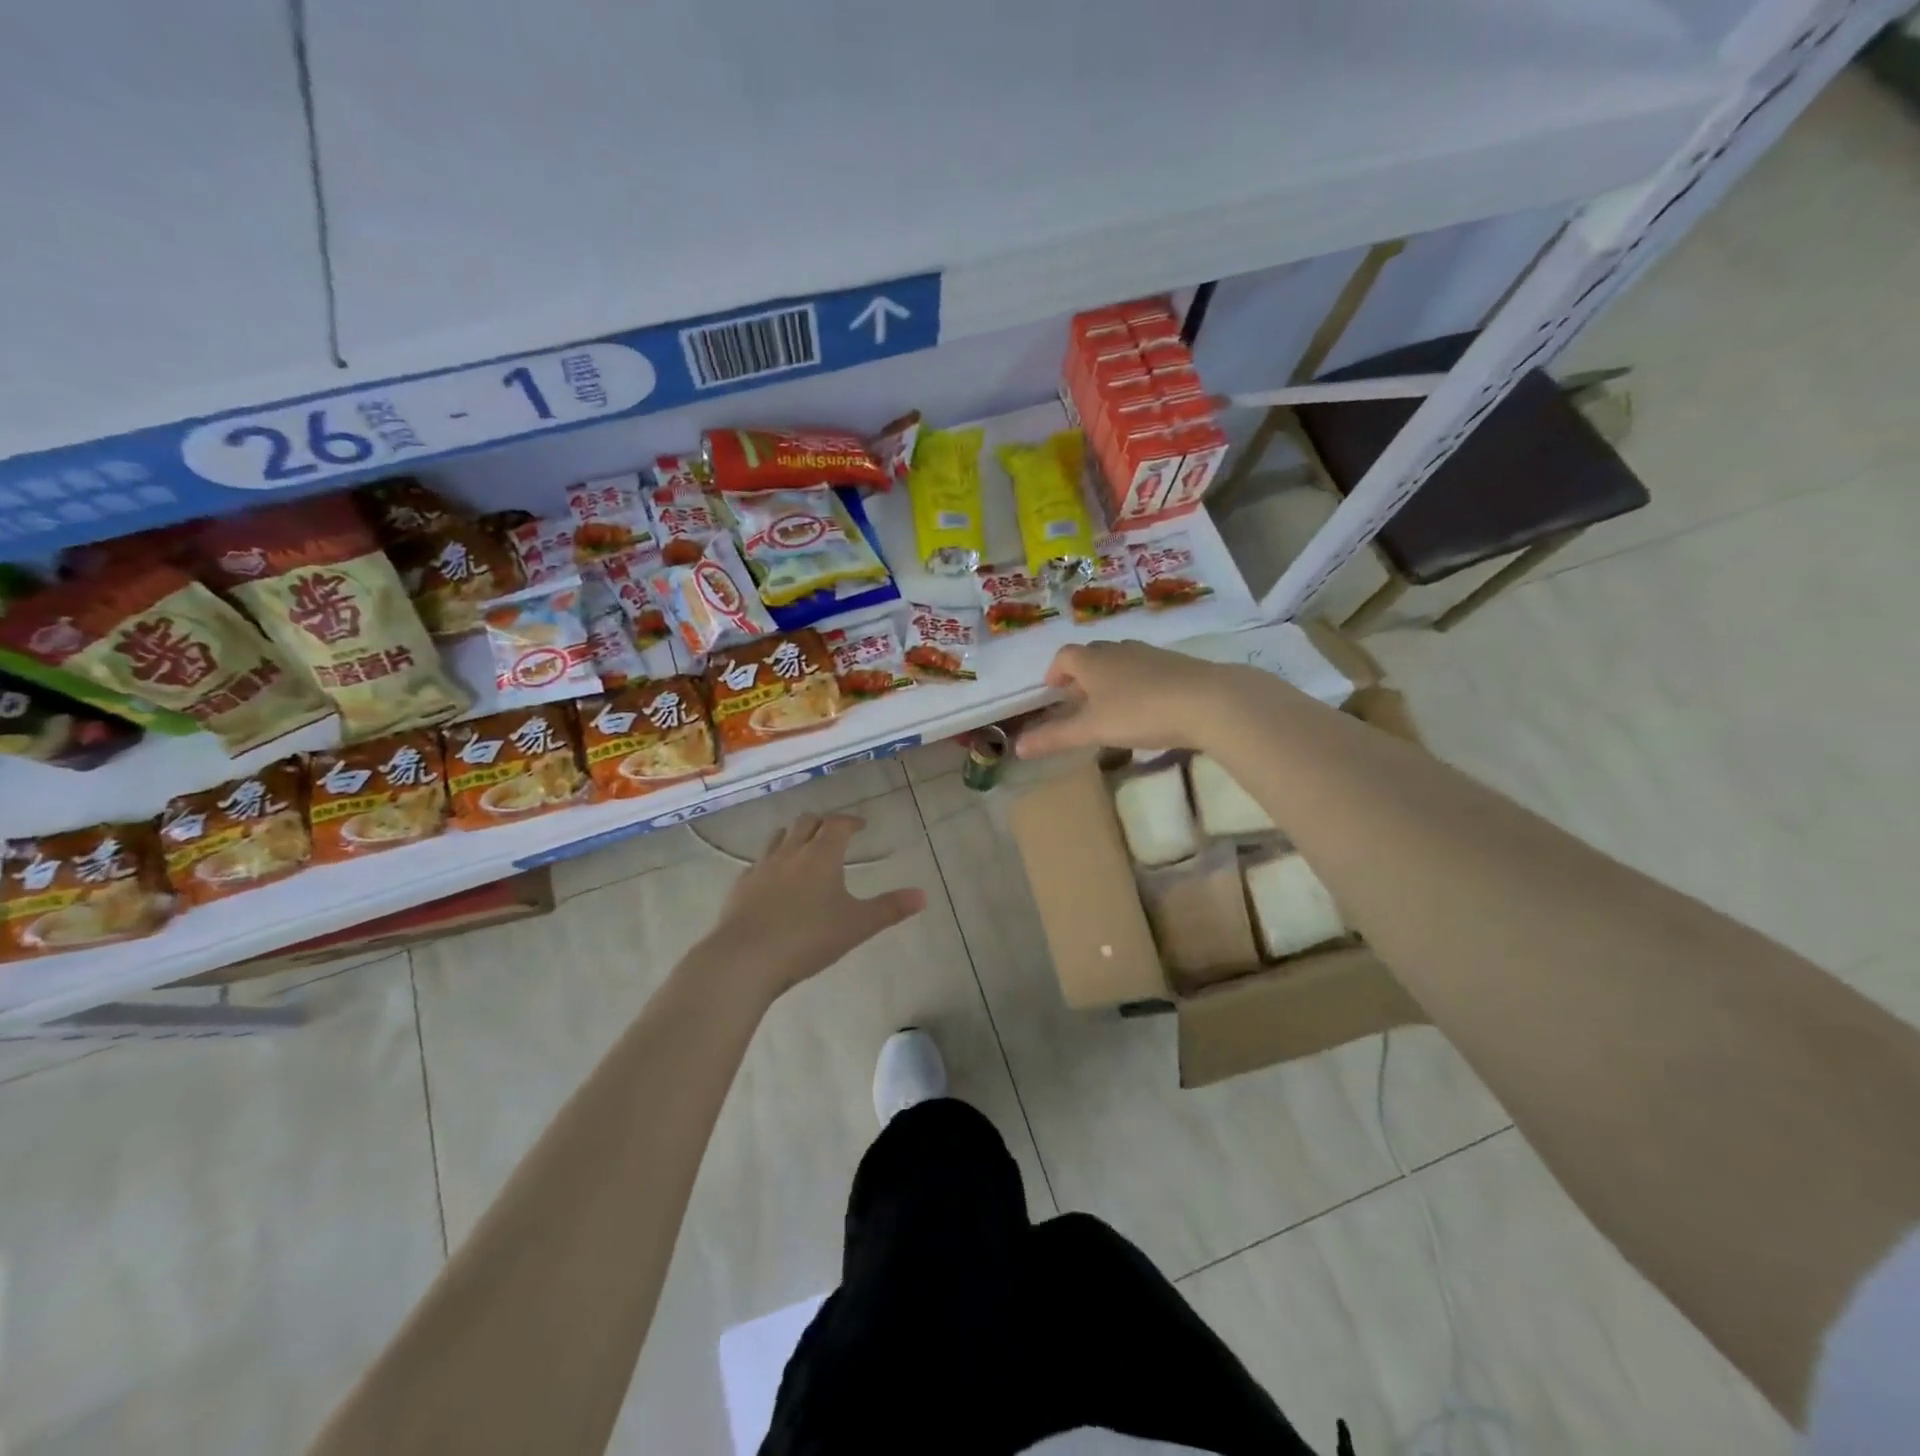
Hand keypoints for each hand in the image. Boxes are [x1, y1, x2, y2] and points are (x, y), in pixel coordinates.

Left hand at [702, 813, 926, 996]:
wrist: (745, 958)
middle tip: (834, 836)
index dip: (850, 821)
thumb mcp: (856, 926)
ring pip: (779, 837)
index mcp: (821, 854)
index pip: (837, 824)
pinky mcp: (741, 886)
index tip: (860, 826)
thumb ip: (890, 909)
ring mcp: (761, 867)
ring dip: (795, 837)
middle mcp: (791, 852)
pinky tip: (775, 882)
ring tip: (805, 851)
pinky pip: (759, 862)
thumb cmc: (808, 938)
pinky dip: (773, 862)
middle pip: (806, 822)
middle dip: (822, 824)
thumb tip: (923, 896)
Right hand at [1017, 640, 1251, 759]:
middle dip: (1081, 675)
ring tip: (1111, 706)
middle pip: (1092, 655)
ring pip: (1121, 660)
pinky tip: (1146, 707)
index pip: (1065, 656)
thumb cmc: (1139, 712)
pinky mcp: (1177, 664)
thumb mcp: (1093, 729)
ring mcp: (1150, 654)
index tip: (1054, 691)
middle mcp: (1118, 650)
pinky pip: (1146, 669)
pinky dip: (1137, 683)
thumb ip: (1055, 737)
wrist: (1208, 701)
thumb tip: (1018, 747)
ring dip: (1110, 678)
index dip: (1055, 672)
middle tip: (1079, 702)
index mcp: (1092, 661)